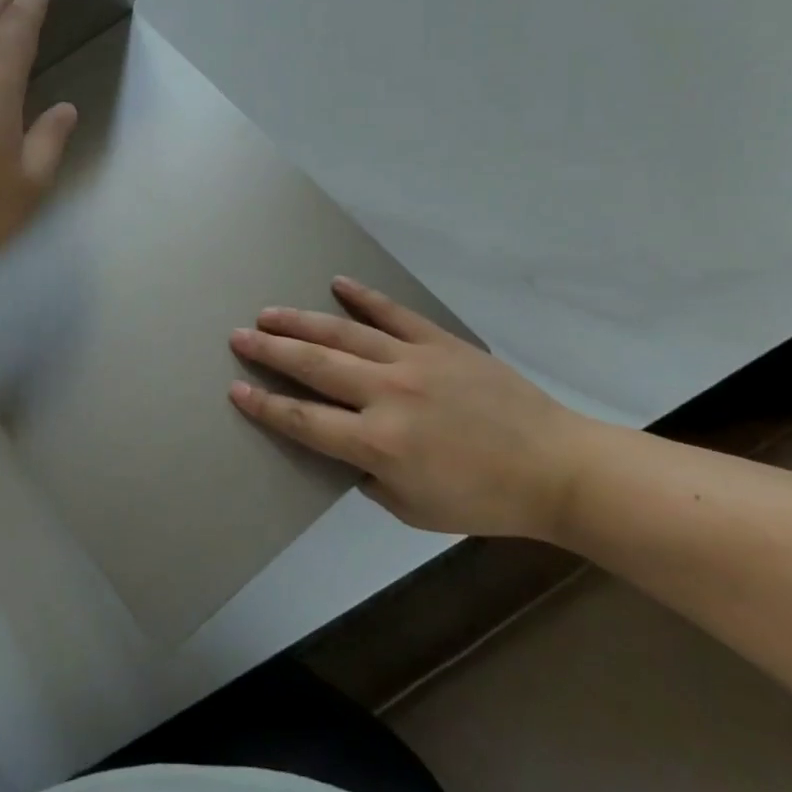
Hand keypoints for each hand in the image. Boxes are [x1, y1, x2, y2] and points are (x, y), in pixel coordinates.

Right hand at [228, 277, 597, 538]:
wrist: (554, 467)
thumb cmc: (482, 499)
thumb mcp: (413, 508)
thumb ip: (369, 477)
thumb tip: (346, 447)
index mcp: (378, 444)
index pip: (305, 421)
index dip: (266, 407)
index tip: (237, 389)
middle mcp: (387, 395)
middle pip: (314, 366)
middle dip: (270, 350)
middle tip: (239, 335)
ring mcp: (413, 362)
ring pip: (344, 335)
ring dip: (301, 322)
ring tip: (269, 312)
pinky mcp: (440, 342)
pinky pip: (393, 314)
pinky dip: (363, 298)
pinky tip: (337, 283)